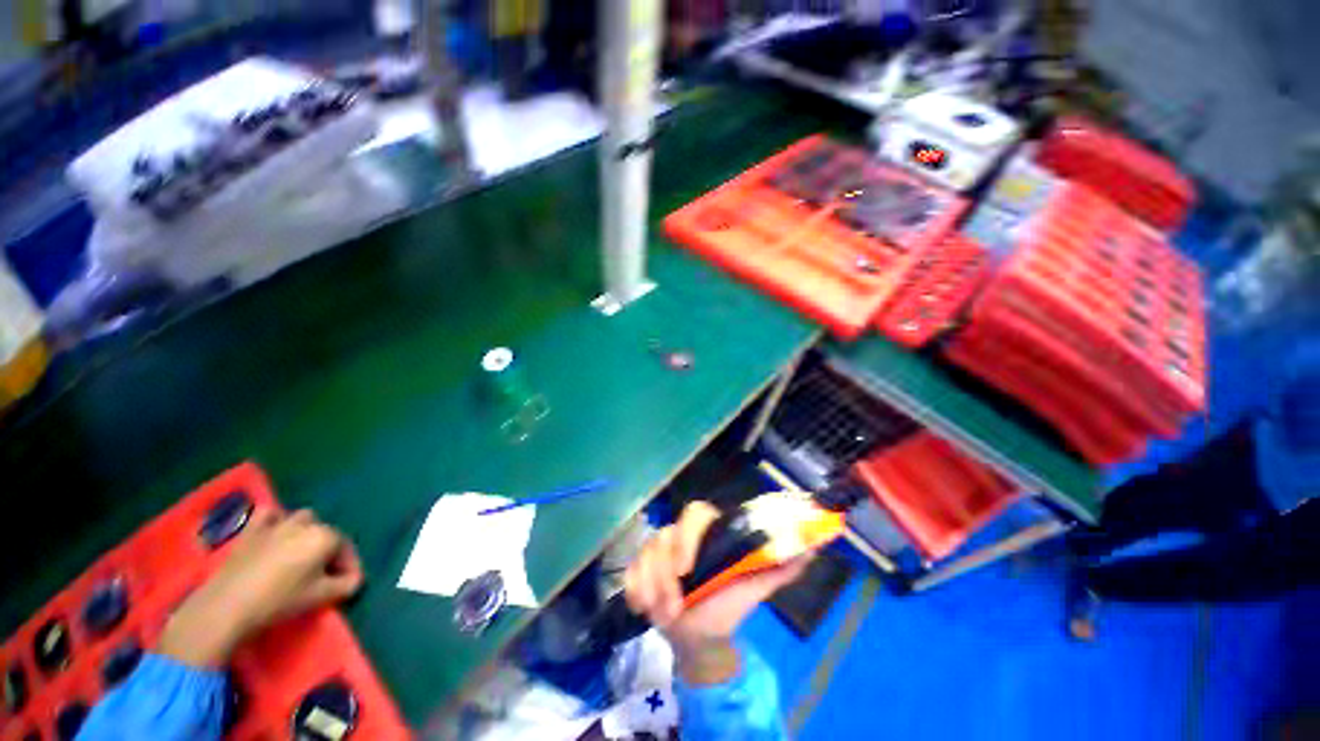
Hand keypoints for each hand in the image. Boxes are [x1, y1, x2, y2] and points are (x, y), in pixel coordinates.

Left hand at [160, 510, 364, 667]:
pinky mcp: (252, 530)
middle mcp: (307, 524)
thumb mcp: (322, 597)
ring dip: (307, 534)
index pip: (347, 550)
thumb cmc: (280, 600)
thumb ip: (347, 585)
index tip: (346, 585)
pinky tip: (275, 533)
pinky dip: (276, 520)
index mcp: (326, 537)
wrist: (227, 606)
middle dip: (329, 552)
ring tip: (301, 555)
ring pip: (303, 520)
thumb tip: (354, 579)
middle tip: (323, 576)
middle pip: (327, 534)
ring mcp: (277, 524)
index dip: (350, 568)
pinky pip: (271, 515)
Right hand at [624, 501, 808, 684]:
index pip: (694, 514)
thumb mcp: (754, 589)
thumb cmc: (727, 608)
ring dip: (652, 589)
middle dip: (663, 574)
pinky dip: (636, 592)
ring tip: (667, 615)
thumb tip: (813, 549)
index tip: (687, 568)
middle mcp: (680, 535)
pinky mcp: (640, 568)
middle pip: (663, 536)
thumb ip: (780, 568)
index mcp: (707, 533)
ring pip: (645, 555)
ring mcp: (657, 551)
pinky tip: (645, 609)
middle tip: (674, 607)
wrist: (699, 638)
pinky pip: (630, 573)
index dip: (687, 536)